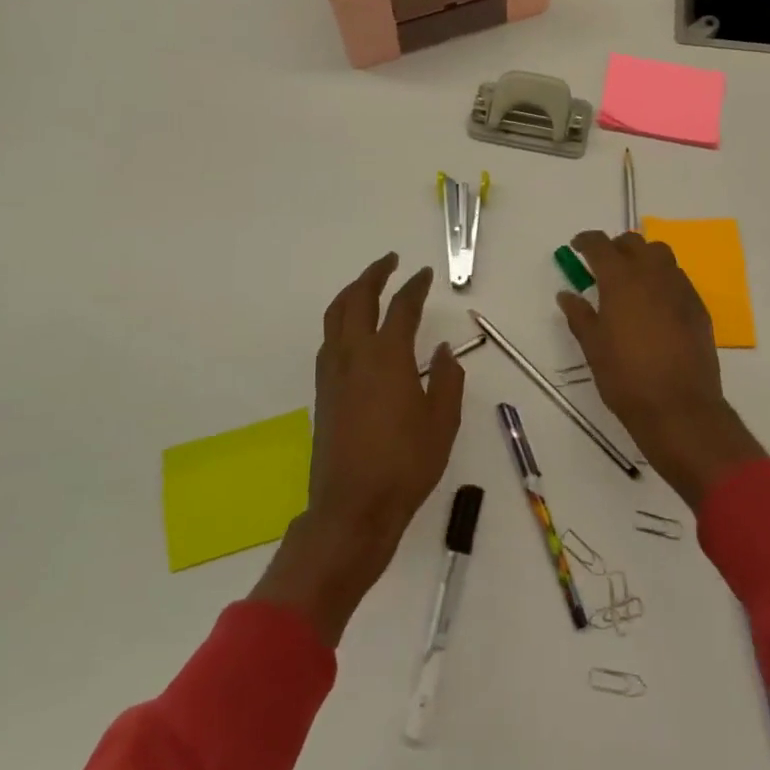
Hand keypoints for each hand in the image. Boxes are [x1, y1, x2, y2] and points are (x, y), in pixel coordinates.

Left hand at [251, 254, 465, 643]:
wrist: (352, 507)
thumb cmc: (405, 465)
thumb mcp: (442, 423)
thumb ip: (447, 379)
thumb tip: (443, 350)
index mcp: (388, 357)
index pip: (402, 307)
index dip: (415, 286)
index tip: (425, 274)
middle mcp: (355, 354)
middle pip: (358, 299)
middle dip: (374, 274)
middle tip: (390, 261)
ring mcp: (333, 372)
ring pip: (336, 315)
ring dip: (352, 292)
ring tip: (367, 285)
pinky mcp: (322, 391)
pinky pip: (329, 339)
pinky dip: (341, 319)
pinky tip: (352, 329)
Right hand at [556, 230, 763, 509]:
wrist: (680, 408)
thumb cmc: (626, 378)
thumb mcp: (593, 347)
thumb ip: (579, 315)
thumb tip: (567, 294)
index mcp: (621, 280)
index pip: (600, 244)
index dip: (586, 241)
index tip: (577, 248)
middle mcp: (652, 274)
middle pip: (634, 242)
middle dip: (616, 247)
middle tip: (603, 266)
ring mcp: (679, 288)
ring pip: (661, 255)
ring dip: (643, 258)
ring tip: (632, 281)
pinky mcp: (698, 306)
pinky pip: (678, 278)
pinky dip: (662, 279)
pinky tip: (656, 304)